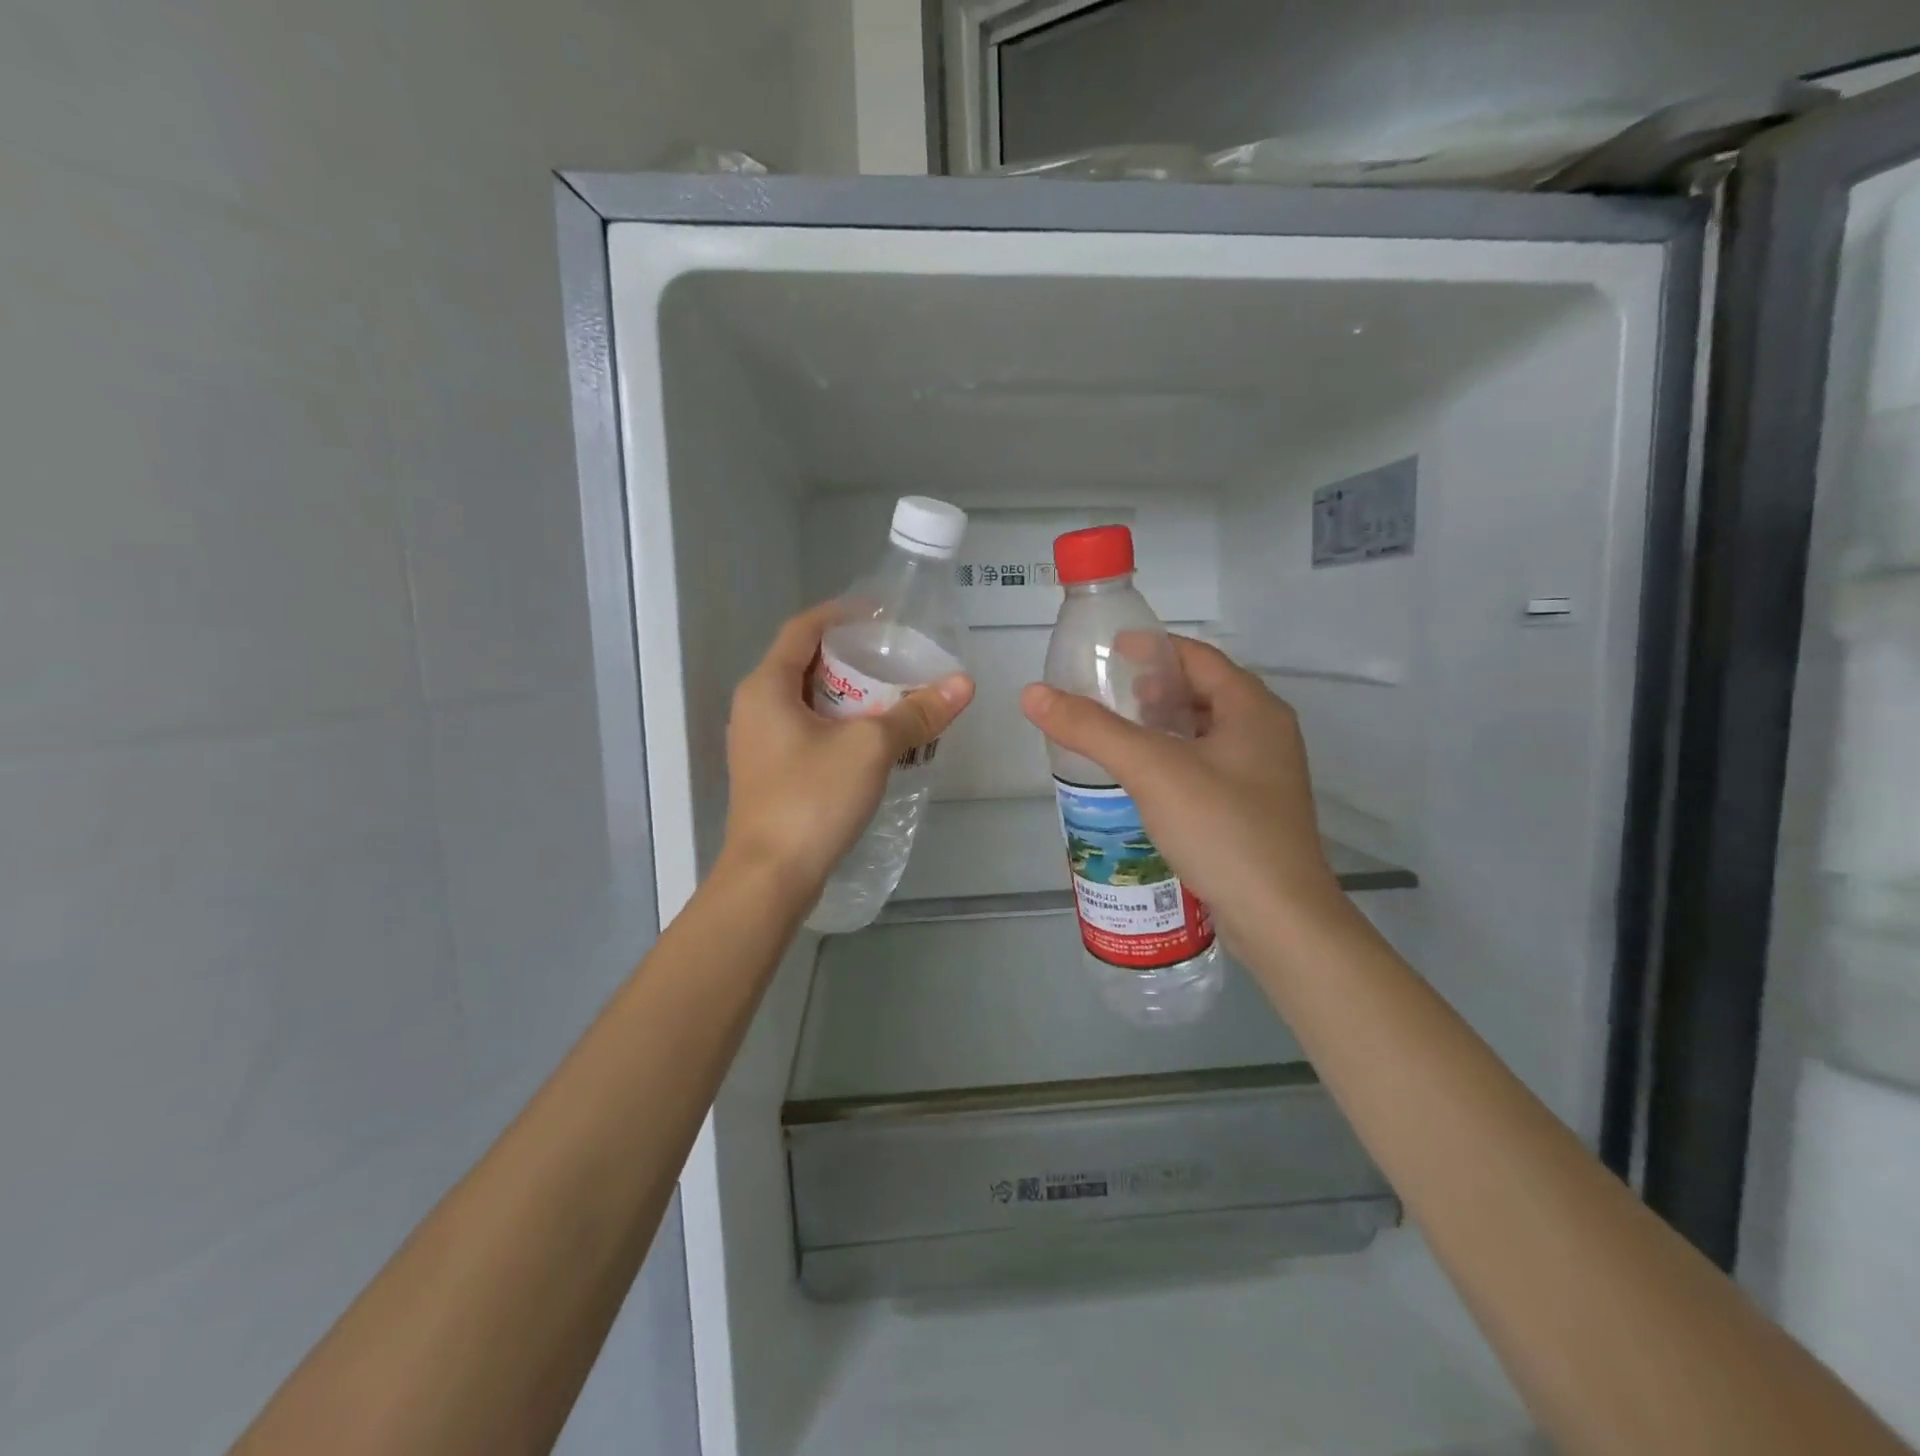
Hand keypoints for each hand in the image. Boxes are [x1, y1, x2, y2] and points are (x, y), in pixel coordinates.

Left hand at [723, 604, 974, 897]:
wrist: (770, 878)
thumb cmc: (812, 798)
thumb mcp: (870, 748)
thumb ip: (916, 713)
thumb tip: (963, 684)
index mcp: (767, 687)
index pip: (803, 629)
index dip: (842, 614)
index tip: (882, 614)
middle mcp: (755, 708)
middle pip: (806, 664)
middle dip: (853, 658)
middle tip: (896, 658)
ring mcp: (760, 744)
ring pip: (809, 702)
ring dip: (850, 695)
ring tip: (893, 696)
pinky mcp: (772, 774)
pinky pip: (809, 732)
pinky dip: (841, 725)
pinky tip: (874, 740)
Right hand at [1021, 636, 1340, 943]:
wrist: (1279, 919)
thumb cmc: (1221, 828)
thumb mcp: (1151, 769)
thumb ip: (1091, 728)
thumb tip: (1033, 694)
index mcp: (1253, 709)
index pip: (1197, 657)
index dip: (1152, 648)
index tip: (1108, 652)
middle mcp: (1266, 733)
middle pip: (1204, 692)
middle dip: (1154, 689)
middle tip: (1108, 697)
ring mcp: (1264, 775)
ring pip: (1206, 732)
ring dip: (1163, 726)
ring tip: (1118, 736)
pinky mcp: (1254, 810)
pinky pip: (1208, 767)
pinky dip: (1174, 760)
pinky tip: (1144, 781)